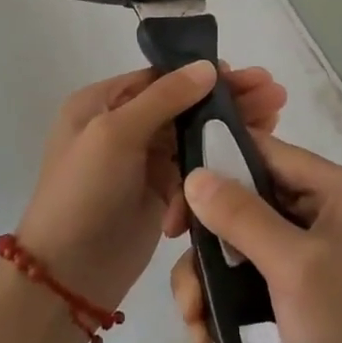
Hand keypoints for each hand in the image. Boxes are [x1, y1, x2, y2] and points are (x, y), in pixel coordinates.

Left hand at [16, 63, 285, 313]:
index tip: (246, 75)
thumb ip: (163, 98)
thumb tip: (207, 66)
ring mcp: (142, 161)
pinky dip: (219, 160)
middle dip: (228, 99)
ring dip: (231, 127)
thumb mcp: (115, 134)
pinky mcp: (160, 193)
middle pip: (184, 104)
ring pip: (194, 134)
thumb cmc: (83, 193)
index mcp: (102, 103)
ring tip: (275, 117)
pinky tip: (253, 152)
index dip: (204, 75)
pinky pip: (195, 168)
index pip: (161, 78)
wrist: (66, 276)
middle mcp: (122, 126)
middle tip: (274, 94)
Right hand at [171, 136, 341, 342]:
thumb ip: (241, 215)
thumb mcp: (291, 267)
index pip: (267, 153)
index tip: (178, 205)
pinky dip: (228, 295)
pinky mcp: (306, 281)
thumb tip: (194, 176)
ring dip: (211, 277)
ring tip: (193, 321)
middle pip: (249, 199)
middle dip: (209, 241)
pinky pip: (255, 269)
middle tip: (182, 275)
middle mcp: (331, 207)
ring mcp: (319, 246)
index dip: (218, 168)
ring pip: (245, 239)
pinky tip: (207, 332)